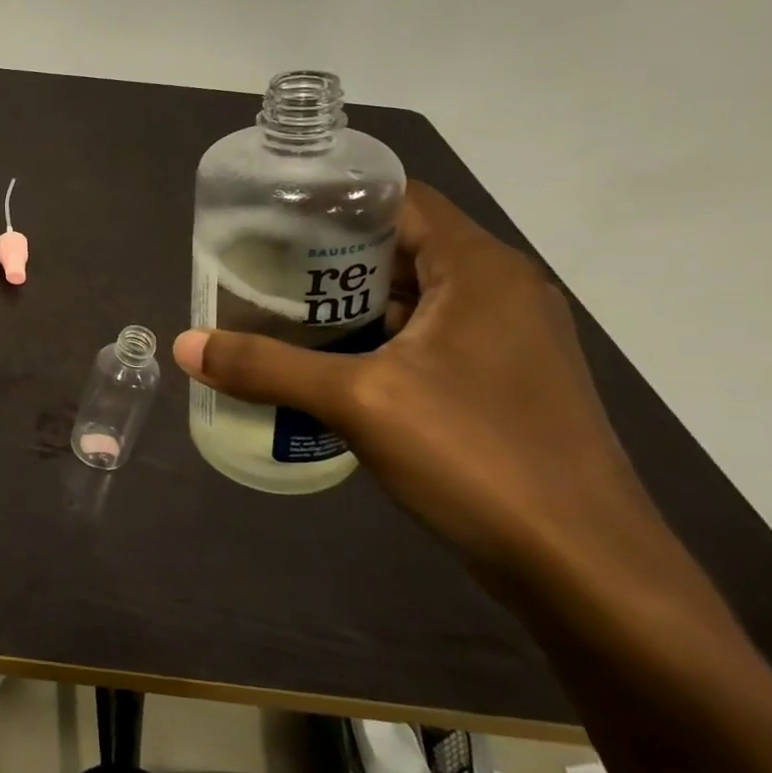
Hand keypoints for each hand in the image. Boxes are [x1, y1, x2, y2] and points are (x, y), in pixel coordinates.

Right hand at [174, 182, 671, 587]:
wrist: (588, 573)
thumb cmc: (479, 458)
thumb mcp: (357, 403)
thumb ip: (266, 367)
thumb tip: (183, 345)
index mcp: (479, 270)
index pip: (397, 199)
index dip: (330, 201)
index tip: (266, 219)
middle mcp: (500, 292)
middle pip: (398, 247)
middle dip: (324, 258)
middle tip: (256, 270)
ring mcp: (507, 342)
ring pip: (409, 299)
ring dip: (345, 305)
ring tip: (275, 315)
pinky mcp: (502, 385)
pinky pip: (424, 342)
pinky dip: (373, 343)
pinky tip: (324, 369)